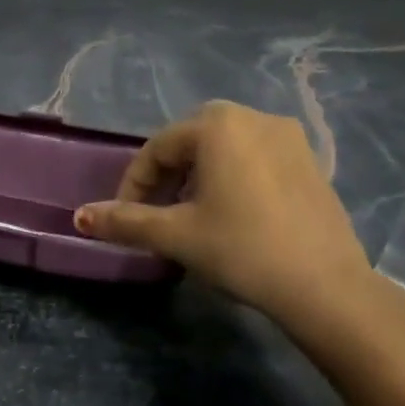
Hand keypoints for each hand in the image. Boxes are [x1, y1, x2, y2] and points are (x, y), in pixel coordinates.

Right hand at [75, 101, 378, 336]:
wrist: (326, 287)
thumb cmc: (241, 248)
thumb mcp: (174, 234)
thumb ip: (123, 220)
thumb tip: (78, 217)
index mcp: (218, 125)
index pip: (157, 149)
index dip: (134, 184)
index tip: (126, 218)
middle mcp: (255, 118)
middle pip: (191, 143)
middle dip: (166, 178)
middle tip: (155, 215)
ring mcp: (290, 138)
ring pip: (224, 150)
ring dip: (197, 178)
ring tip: (189, 216)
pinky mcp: (312, 161)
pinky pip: (255, 159)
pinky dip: (231, 179)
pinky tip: (231, 215)